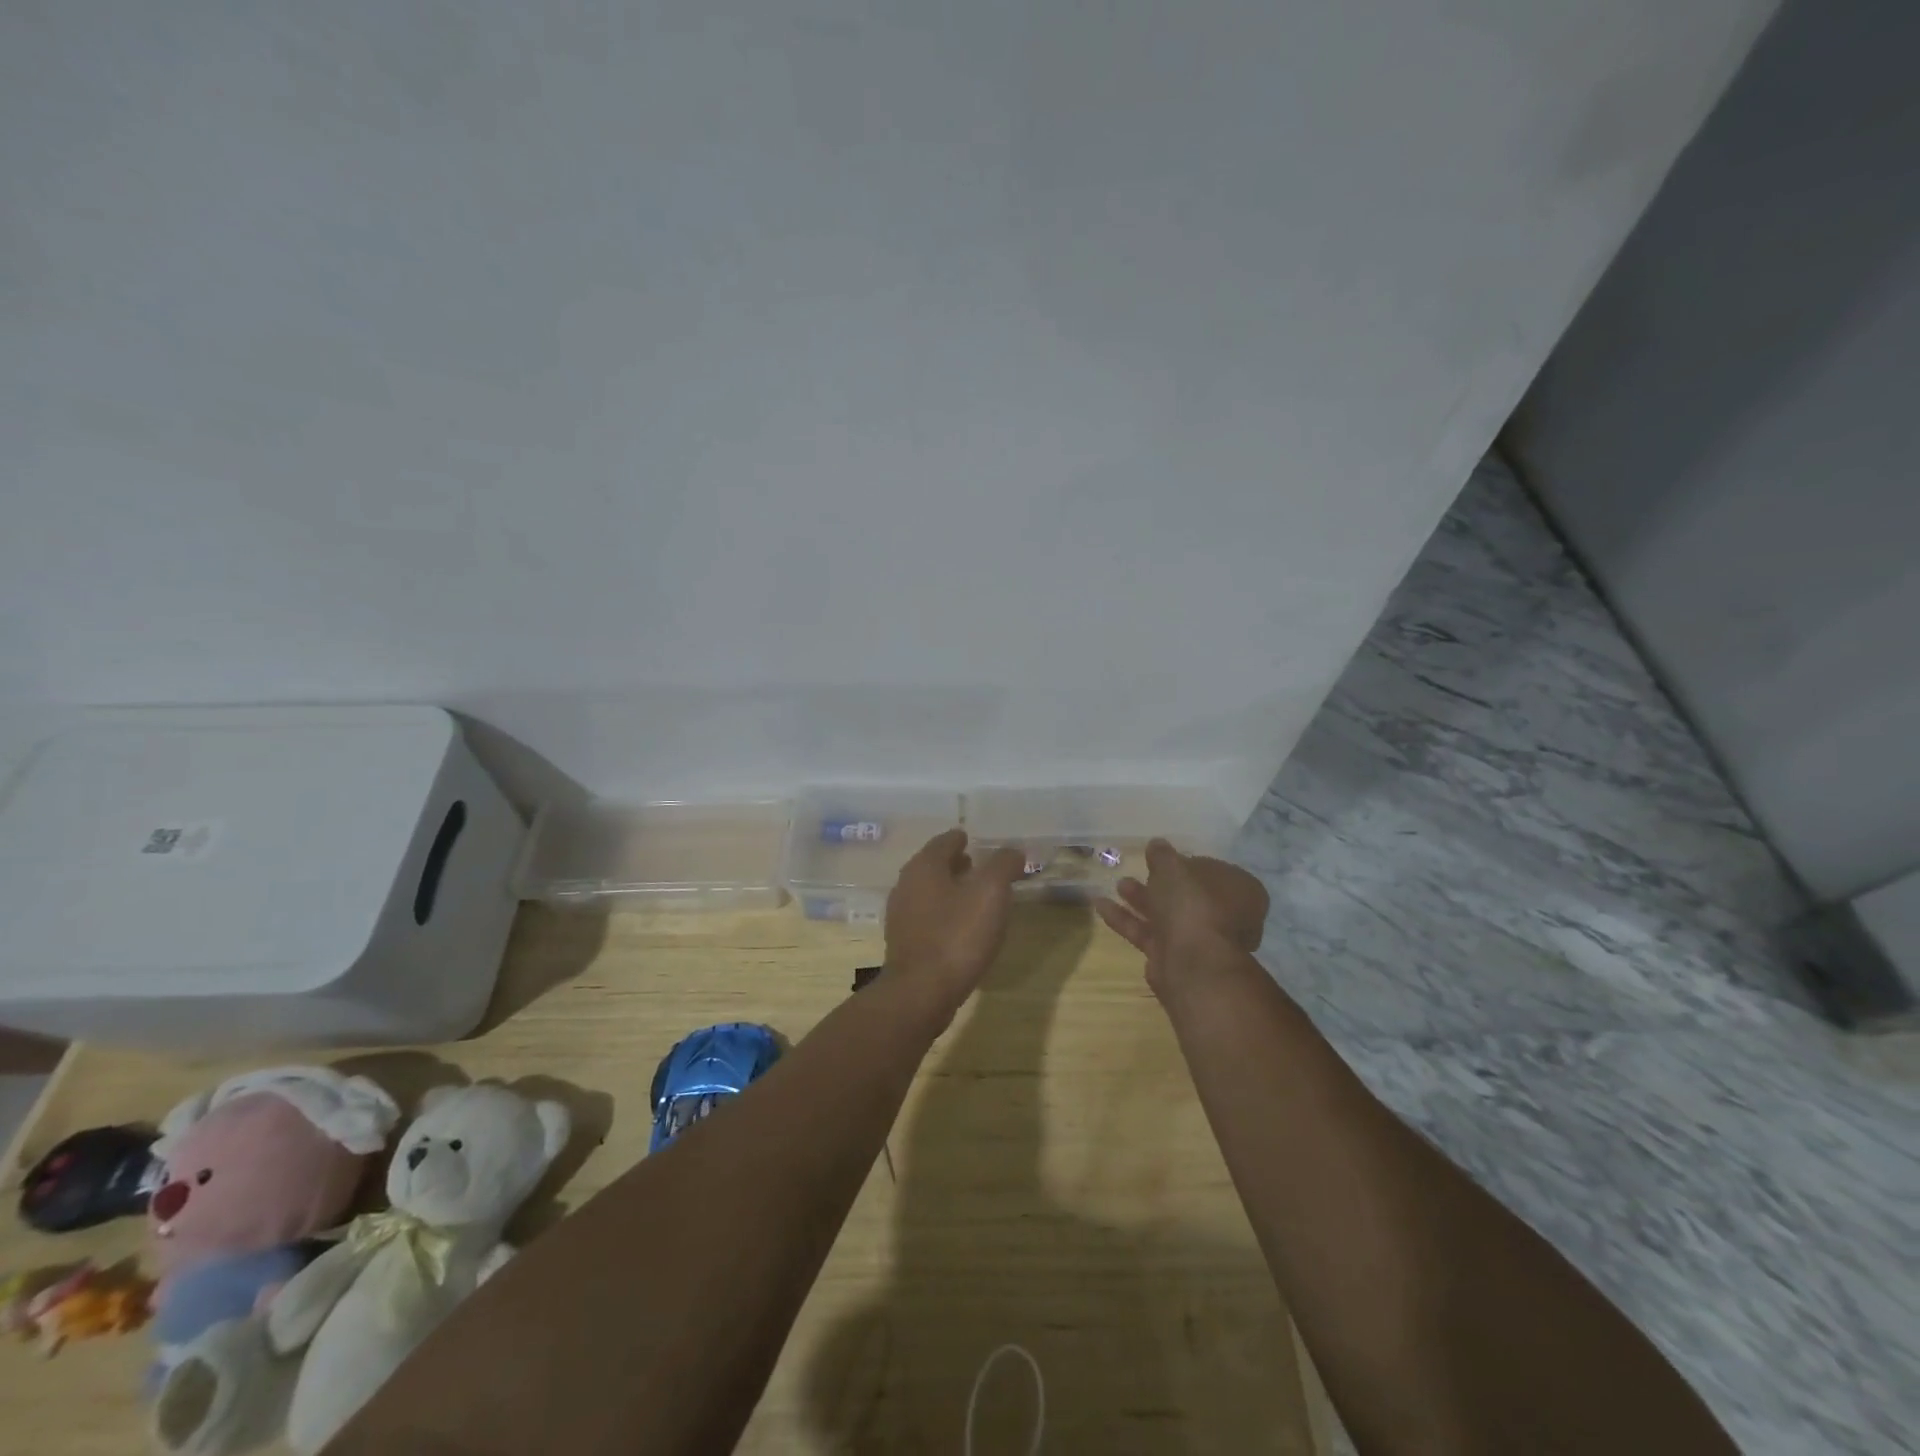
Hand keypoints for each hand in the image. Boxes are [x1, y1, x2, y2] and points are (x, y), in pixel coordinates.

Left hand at [884, 829, 1027, 1016]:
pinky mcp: (904, 943)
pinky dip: (944, 913)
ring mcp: (901, 916)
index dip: (962, 839)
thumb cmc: (957, 935)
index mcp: (924, 866)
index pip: (944, 841)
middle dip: (955, 864)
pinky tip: (961, 927)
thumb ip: (1003, 865)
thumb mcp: (991, 893)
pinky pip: (927, 917)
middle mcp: (906, 885)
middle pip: (933, 865)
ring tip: (975, 896)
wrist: (921, 993)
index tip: (976, 840)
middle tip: (979, 866)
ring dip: (950, 889)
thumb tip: (1013, 850)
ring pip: (929, 892)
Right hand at [1094, 839, 1268, 1005]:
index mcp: (1240, 891)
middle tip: (1141, 870)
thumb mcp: (1173, 867)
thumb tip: (1157, 844)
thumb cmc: (1193, 904)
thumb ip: (1163, 855)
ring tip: (1118, 885)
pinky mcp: (1174, 958)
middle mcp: (1225, 917)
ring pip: (1167, 915)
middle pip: (1189, 895)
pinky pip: (1149, 933)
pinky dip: (1126, 919)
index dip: (1189, 864)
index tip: (1166, 859)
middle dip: (1161, 883)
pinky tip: (1100, 905)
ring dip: (1141, 899)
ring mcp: (1199, 940)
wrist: (1191, 963)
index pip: (1215, 872)